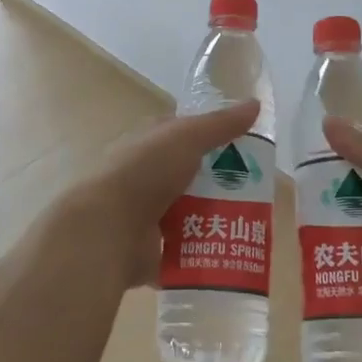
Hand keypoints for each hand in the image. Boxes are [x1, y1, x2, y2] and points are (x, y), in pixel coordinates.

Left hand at [52, 101, 261, 292]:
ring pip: (185, 214)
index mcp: (147, 143)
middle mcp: (143, 176)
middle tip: (255, 193)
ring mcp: (142, 215)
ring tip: (247, 226)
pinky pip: (179, 252)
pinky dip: (198, 256)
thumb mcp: (187, 137)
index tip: (243, 147)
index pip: (180, 134)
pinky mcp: (146, 250)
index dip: (209, 136)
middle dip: (217, 184)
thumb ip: (221, 124)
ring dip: (211, 220)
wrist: (107, 228)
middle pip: (188, 176)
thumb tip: (255, 103)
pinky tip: (226, 257)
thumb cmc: (144, 172)